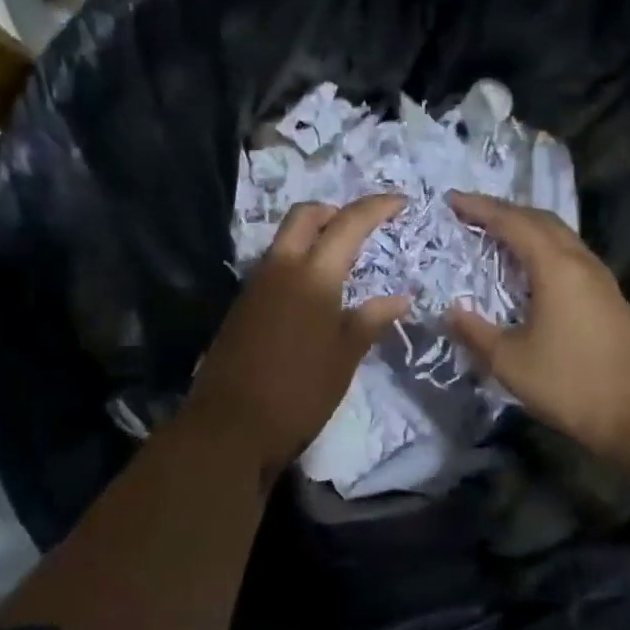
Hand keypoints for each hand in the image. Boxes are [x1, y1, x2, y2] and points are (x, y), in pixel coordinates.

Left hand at [186, 196, 410, 470]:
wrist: (228, 427)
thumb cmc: (298, 393)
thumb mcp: (344, 358)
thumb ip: (370, 320)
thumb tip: (400, 298)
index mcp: (313, 276)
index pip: (348, 223)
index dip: (377, 206)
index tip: (401, 202)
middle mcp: (281, 268)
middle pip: (306, 215)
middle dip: (336, 211)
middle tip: (362, 229)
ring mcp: (256, 284)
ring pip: (286, 238)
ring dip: (314, 235)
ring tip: (343, 261)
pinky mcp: (243, 304)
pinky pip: (275, 265)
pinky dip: (299, 261)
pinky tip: (314, 293)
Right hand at [446, 191, 629, 462]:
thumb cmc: (568, 384)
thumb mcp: (509, 361)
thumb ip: (474, 331)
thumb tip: (448, 311)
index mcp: (556, 268)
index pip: (512, 223)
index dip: (480, 208)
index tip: (451, 200)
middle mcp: (580, 261)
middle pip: (539, 219)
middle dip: (503, 210)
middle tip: (470, 211)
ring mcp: (599, 276)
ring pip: (559, 233)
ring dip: (525, 225)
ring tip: (495, 231)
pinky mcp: (608, 293)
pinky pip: (570, 251)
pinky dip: (543, 244)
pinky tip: (530, 264)